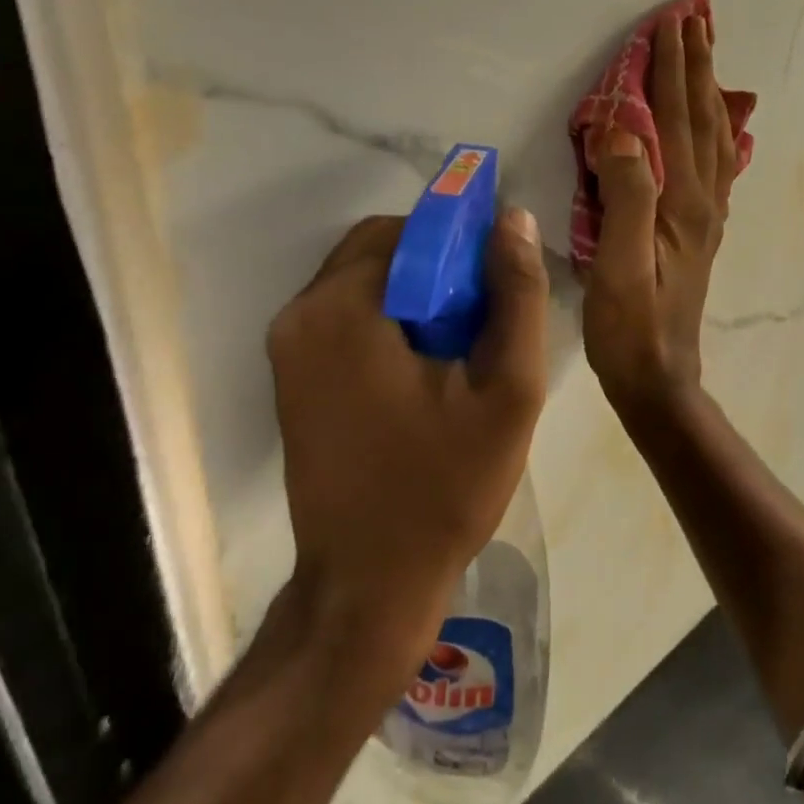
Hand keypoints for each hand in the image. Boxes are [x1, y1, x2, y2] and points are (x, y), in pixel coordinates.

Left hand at [267, 209, 548, 680]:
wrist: (369, 584)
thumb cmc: (444, 489)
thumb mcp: (508, 391)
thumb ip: (516, 295)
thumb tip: (512, 219)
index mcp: (343, 308)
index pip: (409, 229)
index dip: (462, 242)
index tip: (498, 284)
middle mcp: (300, 315)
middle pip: (380, 249)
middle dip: (437, 268)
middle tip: (482, 321)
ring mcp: (287, 347)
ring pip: (363, 281)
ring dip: (414, 294)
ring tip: (459, 349)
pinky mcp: (290, 376)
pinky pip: (345, 315)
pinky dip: (387, 320)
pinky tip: (424, 369)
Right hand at [583, 12, 736, 418]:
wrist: (658, 377)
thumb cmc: (629, 326)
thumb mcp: (617, 264)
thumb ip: (626, 196)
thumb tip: (625, 130)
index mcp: (681, 201)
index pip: (676, 118)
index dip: (671, 69)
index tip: (670, 21)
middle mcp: (703, 200)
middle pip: (702, 119)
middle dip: (696, 65)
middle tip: (695, 18)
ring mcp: (706, 217)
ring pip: (714, 138)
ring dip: (708, 91)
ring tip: (706, 55)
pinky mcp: (700, 232)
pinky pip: (717, 168)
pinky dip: (718, 133)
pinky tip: (718, 127)